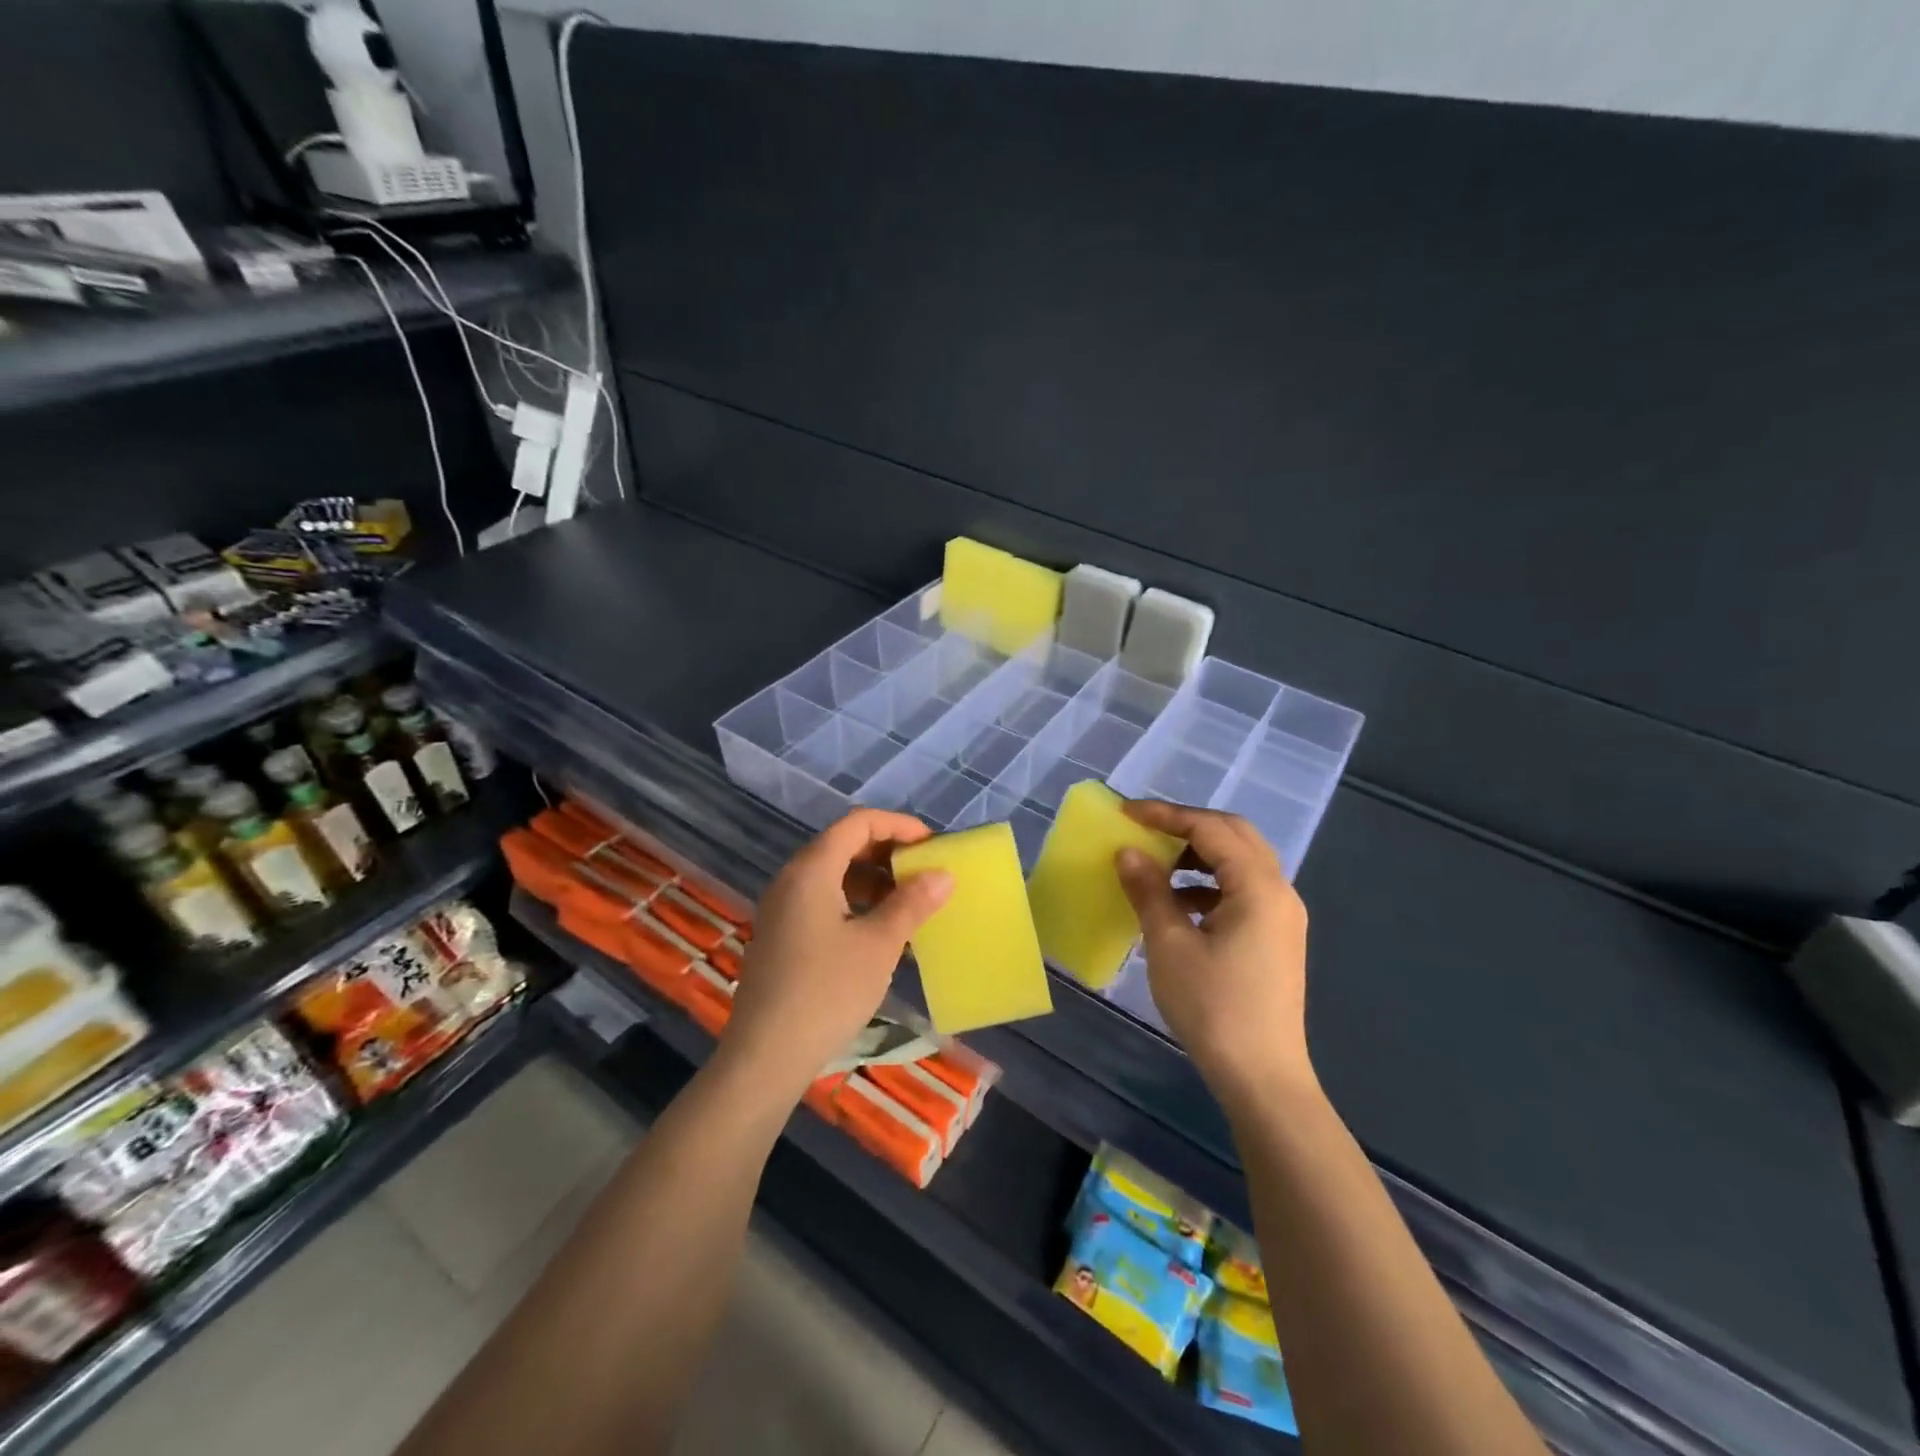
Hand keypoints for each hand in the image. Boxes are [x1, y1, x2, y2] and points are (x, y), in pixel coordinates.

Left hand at [722, 809, 953, 1098]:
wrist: (765, 1057)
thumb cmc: (826, 992)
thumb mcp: (878, 945)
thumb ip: (911, 903)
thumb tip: (943, 874)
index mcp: (811, 869)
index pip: (858, 823)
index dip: (899, 826)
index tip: (932, 847)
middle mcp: (791, 879)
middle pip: (844, 845)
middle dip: (888, 853)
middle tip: (925, 873)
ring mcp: (782, 909)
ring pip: (834, 875)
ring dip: (873, 881)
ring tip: (909, 904)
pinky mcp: (782, 936)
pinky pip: (823, 901)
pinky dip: (855, 903)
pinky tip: (880, 933)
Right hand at [1115, 801, 1312, 1105]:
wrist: (1262, 1078)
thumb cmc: (1213, 1007)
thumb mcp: (1170, 945)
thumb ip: (1149, 890)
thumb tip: (1128, 852)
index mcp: (1259, 886)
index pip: (1211, 828)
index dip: (1166, 814)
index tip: (1125, 812)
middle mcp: (1280, 891)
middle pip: (1234, 835)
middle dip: (1187, 826)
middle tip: (1145, 829)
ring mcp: (1282, 916)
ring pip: (1240, 862)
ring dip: (1199, 855)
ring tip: (1158, 867)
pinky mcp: (1276, 937)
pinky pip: (1243, 890)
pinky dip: (1209, 884)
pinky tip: (1180, 906)